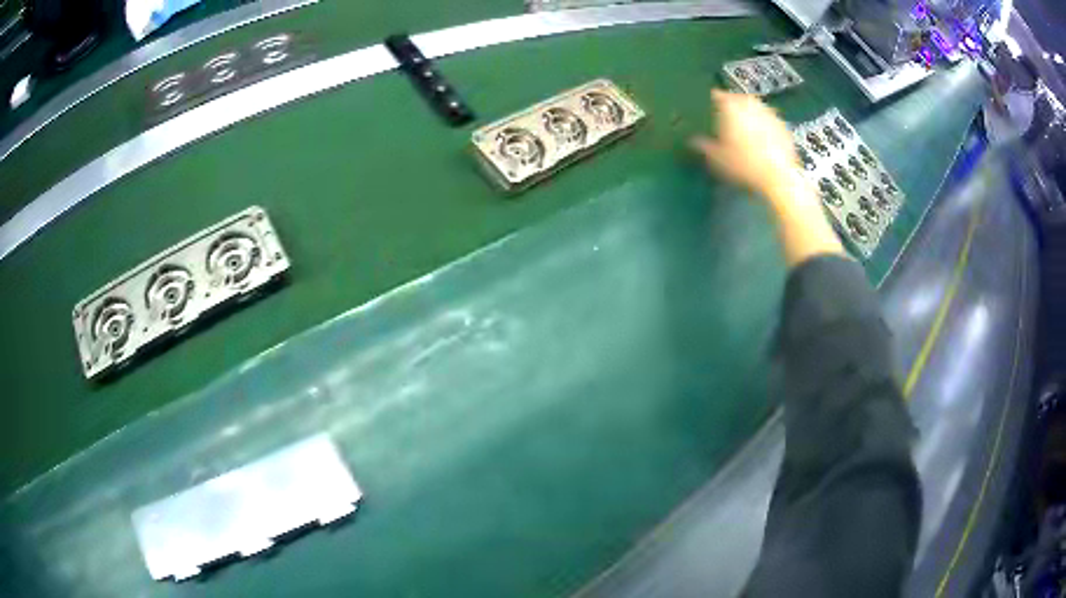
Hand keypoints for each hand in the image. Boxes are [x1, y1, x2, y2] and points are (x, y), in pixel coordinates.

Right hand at [690, 90, 800, 202]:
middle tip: (725, 121)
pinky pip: (768, 121)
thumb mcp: (717, 158)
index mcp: (730, 106)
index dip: (709, 103)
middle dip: (731, 107)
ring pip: (754, 108)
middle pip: (736, 99)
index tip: (706, 111)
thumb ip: (703, 145)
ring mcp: (769, 113)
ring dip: (748, 116)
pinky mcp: (783, 125)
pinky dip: (763, 127)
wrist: (780, 177)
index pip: (715, 95)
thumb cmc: (743, 165)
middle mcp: (749, 103)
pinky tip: (761, 141)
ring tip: (744, 131)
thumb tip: (691, 140)